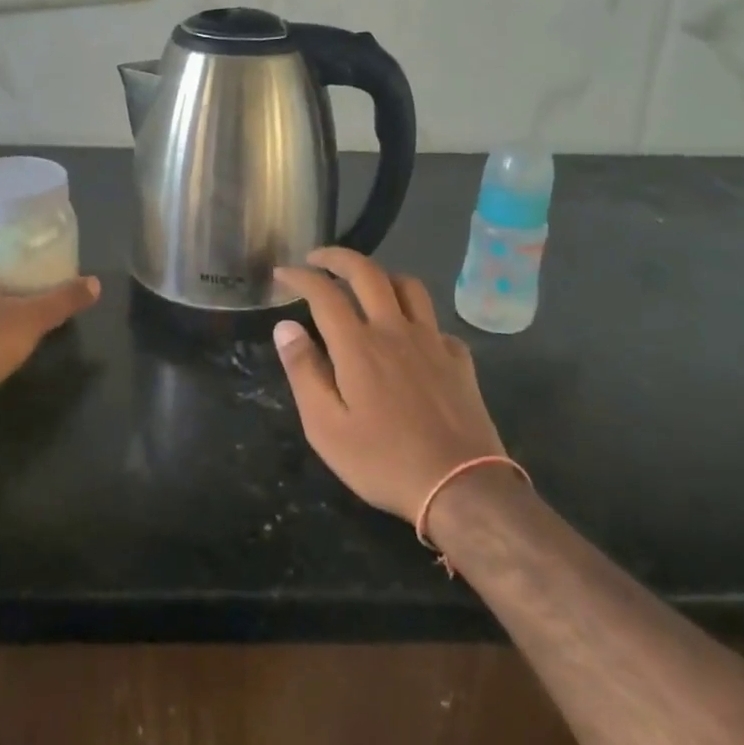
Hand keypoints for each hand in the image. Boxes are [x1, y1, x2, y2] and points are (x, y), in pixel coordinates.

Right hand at [272, 248, 509, 522]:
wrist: (460, 487)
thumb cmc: (382, 460)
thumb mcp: (325, 426)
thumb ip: (303, 371)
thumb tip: (286, 326)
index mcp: (358, 346)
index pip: (324, 293)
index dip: (300, 276)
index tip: (283, 272)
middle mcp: (395, 330)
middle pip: (367, 273)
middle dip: (338, 257)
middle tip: (318, 258)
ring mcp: (432, 341)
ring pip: (408, 286)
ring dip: (381, 275)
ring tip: (365, 284)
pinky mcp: (459, 359)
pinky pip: (435, 321)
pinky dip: (416, 316)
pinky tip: (409, 334)